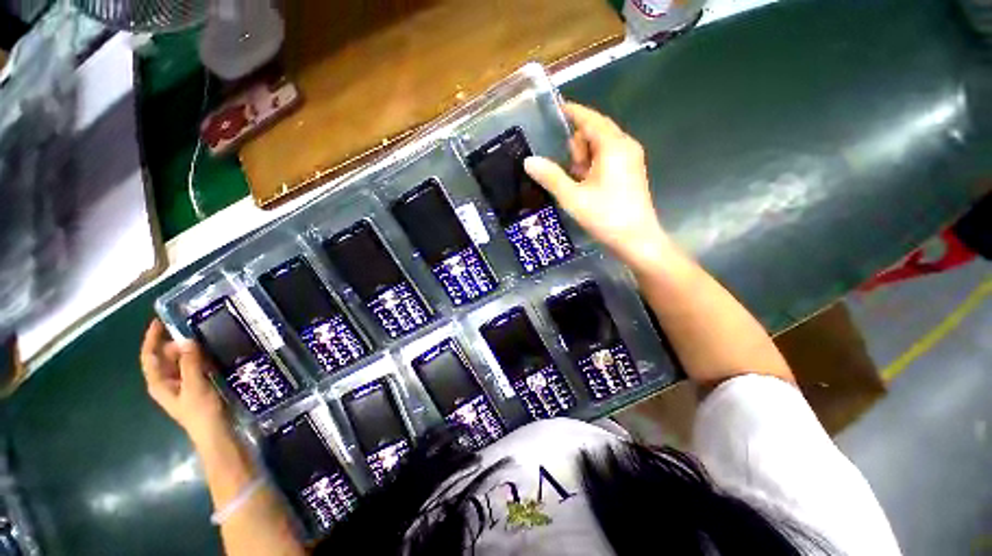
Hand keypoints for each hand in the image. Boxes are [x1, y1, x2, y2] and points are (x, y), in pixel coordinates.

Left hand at [140, 319, 226, 440]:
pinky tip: (211, 354)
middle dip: (176, 343)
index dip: (152, 338)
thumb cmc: (200, 411)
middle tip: (194, 331)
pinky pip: (192, 367)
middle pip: (165, 357)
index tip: (159, 321)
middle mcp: (166, 382)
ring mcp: (181, 384)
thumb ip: (190, 363)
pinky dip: (198, 358)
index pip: (150, 356)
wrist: (215, 431)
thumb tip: (186, 340)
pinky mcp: (195, 386)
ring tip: (204, 339)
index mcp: (159, 383)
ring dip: (189, 350)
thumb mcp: (195, 386)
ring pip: (180, 361)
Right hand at [524, 102, 671, 266]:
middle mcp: (625, 146)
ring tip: (574, 181)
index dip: (571, 112)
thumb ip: (550, 177)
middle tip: (566, 169)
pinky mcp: (630, 172)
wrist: (636, 240)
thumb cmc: (605, 216)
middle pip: (595, 131)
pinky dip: (593, 165)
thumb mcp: (572, 197)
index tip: (553, 109)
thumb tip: (528, 161)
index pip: (589, 118)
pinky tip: (584, 184)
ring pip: (601, 146)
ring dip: (584, 158)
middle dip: (577, 145)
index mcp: (613, 146)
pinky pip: (607, 158)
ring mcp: (630, 159)